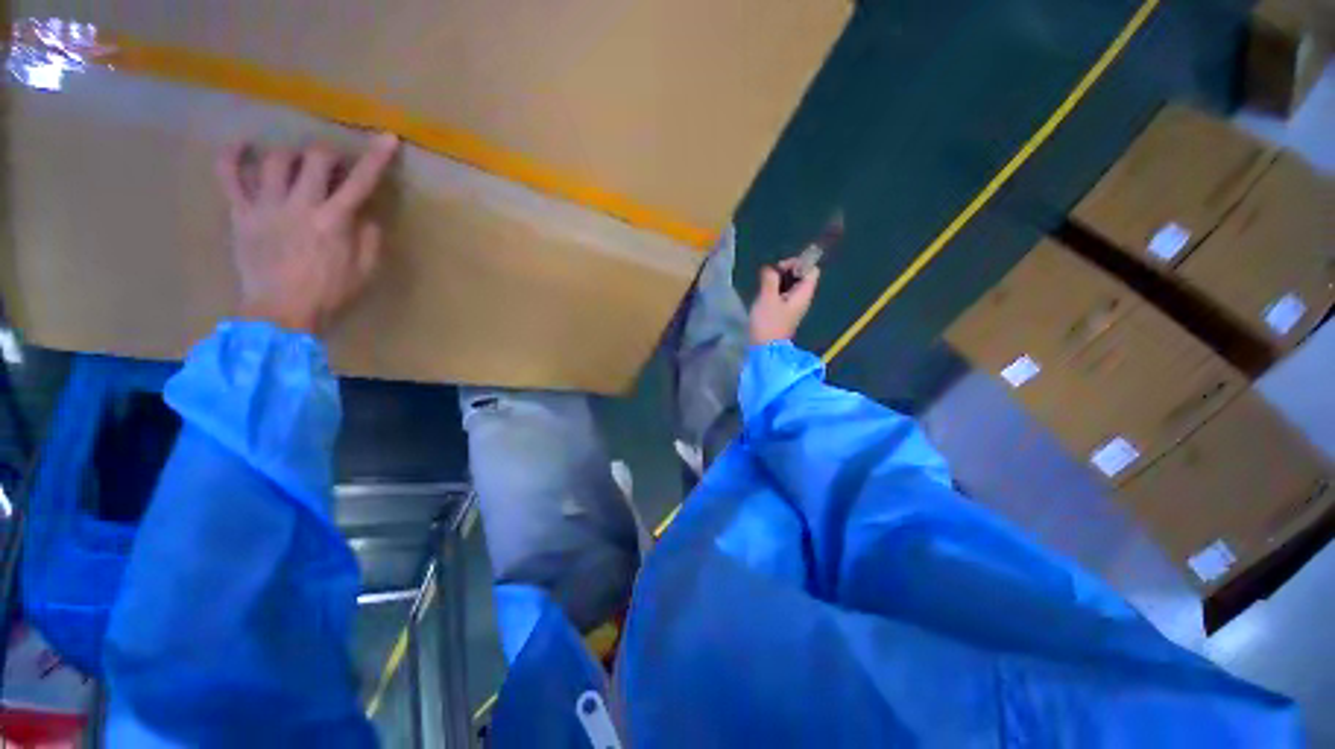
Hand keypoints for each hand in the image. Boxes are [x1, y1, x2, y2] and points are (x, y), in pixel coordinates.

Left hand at [215, 133, 399, 333]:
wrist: (279, 313)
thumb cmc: (329, 295)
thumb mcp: (365, 272)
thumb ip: (369, 240)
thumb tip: (365, 216)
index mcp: (334, 221)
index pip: (360, 181)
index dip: (376, 157)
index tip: (388, 137)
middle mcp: (300, 204)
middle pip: (315, 159)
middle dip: (329, 154)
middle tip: (333, 165)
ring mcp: (265, 205)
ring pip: (276, 159)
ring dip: (292, 155)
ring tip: (297, 164)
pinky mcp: (240, 213)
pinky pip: (229, 175)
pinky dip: (233, 156)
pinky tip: (243, 147)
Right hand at [748, 259, 820, 345]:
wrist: (765, 350)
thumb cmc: (768, 324)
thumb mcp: (767, 298)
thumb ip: (770, 280)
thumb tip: (770, 269)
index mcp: (803, 294)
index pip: (811, 270)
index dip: (797, 263)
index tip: (779, 268)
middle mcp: (802, 299)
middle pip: (801, 277)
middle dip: (786, 271)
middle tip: (769, 276)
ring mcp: (794, 307)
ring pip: (791, 286)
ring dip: (779, 282)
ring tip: (764, 285)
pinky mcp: (784, 314)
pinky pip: (784, 296)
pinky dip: (775, 291)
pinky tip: (764, 296)